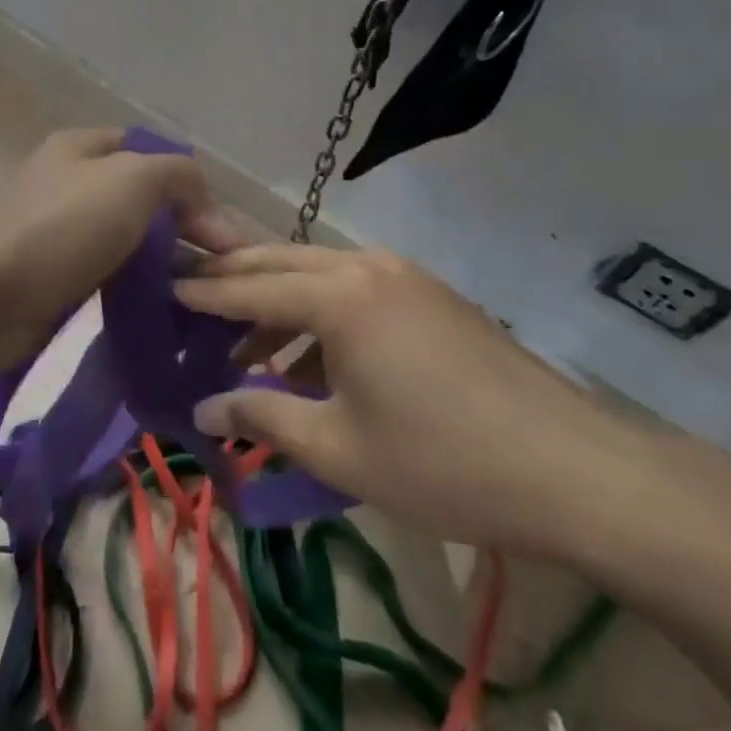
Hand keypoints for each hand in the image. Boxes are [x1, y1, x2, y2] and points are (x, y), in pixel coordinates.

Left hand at [0, 128, 251, 378]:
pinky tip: (163, 312)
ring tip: (201, 297)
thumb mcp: (132, 180)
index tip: (222, 235)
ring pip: (129, 241)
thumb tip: (208, 208)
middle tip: (221, 272)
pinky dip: (137, 289)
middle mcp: (72, 183)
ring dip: (164, 265)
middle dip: (184, 231)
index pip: (154, 154)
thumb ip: (179, 175)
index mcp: (85, 148)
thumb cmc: (59, 228)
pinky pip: (109, 276)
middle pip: (144, 200)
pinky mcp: (55, 278)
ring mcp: (61, 232)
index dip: (192, 187)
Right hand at [178, 245, 673, 561]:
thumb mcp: (339, 448)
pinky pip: (354, 289)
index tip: (160, 287)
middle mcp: (366, 266)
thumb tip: (204, 406)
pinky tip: (311, 360)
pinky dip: (320, 313)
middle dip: (233, 282)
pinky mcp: (430, 295)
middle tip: (188, 299)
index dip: (201, 292)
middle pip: (280, 262)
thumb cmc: (441, 462)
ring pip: (319, 274)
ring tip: (245, 349)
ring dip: (277, 302)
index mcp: (339, 294)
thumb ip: (264, 416)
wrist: (570, 468)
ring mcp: (404, 276)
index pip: (249, 285)